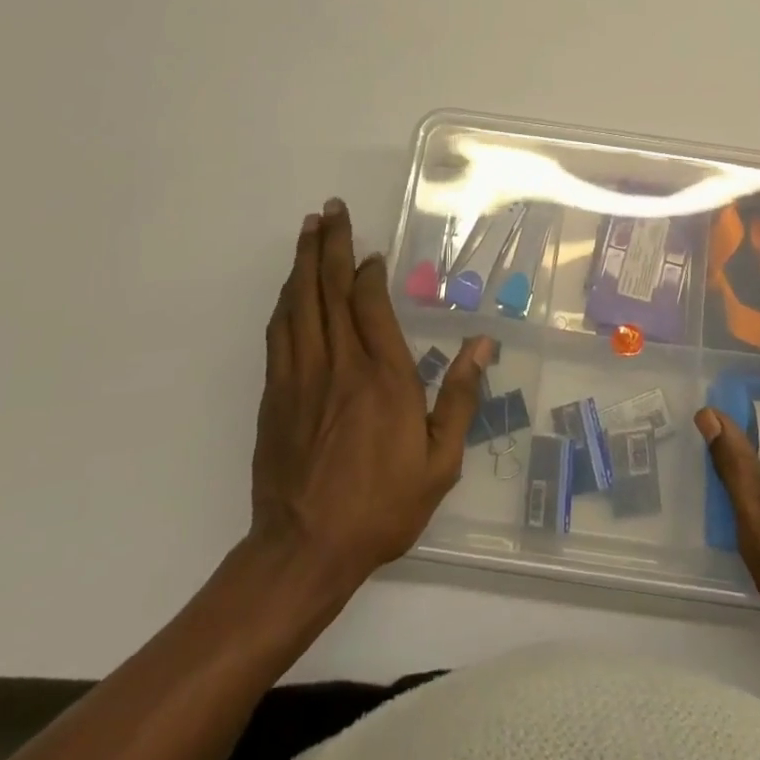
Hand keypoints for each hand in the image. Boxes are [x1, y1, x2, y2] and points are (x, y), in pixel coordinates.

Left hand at [250, 199, 492, 591]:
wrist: (304, 551)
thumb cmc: (381, 506)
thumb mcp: (439, 461)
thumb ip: (460, 397)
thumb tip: (484, 344)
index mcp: (383, 376)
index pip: (369, 304)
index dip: (367, 271)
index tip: (371, 252)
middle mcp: (339, 364)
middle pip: (329, 290)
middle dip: (331, 245)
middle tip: (330, 209)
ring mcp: (301, 377)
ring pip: (299, 304)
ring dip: (304, 262)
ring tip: (309, 229)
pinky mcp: (275, 394)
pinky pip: (279, 333)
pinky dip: (286, 301)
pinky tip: (290, 287)